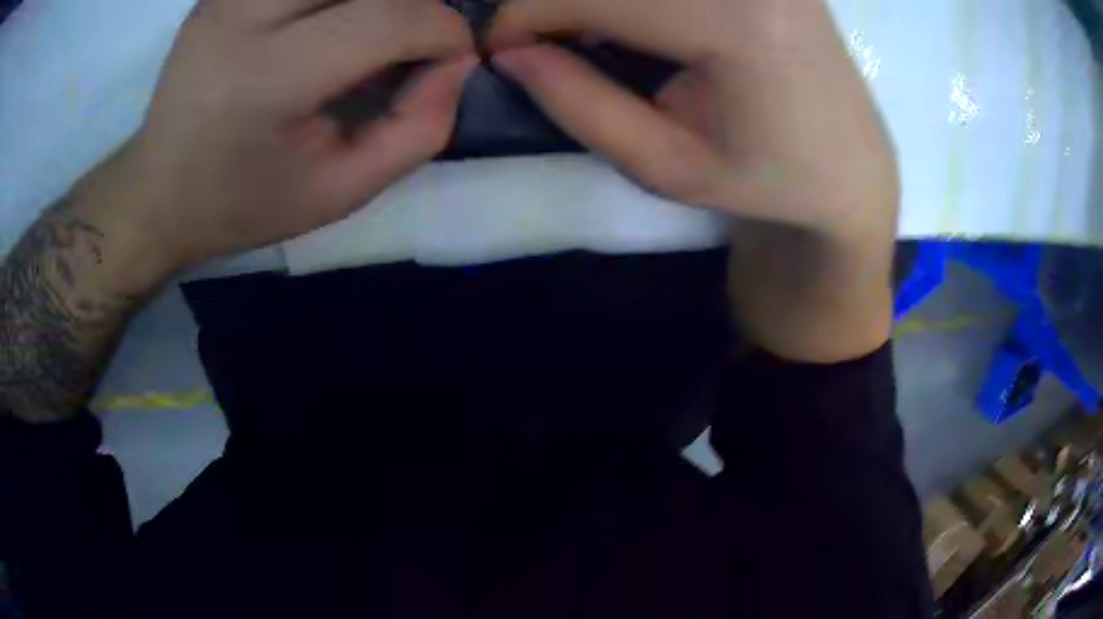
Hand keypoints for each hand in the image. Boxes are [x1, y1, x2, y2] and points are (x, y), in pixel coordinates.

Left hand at [109, 0, 475, 280]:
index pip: (387, 16)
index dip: (442, 28)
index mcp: (267, 78)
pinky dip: (333, 0)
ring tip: (370, 31)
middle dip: (413, 3)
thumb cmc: (241, 204)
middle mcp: (243, 16)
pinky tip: (330, 22)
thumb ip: (415, 130)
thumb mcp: (337, 193)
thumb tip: (457, 62)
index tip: (453, 54)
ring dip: (373, 0)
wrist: (156, 194)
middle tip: (412, 38)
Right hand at [488, 0, 897, 237]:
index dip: (529, 11)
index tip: (497, 45)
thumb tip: (508, 51)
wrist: (850, 168)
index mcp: (742, 26)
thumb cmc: (766, 181)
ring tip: (582, 32)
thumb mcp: (667, 166)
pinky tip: (630, 22)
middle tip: (536, 38)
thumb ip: (579, 104)